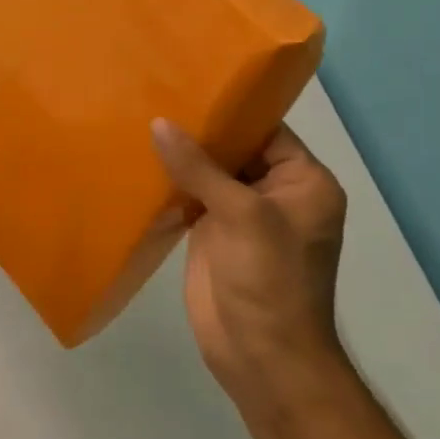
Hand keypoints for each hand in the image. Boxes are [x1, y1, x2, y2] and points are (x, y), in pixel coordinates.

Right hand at [151, 119, 349, 412]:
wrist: (261, 357)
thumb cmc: (269, 280)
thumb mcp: (241, 215)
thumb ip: (200, 167)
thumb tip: (160, 123)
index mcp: (302, 182)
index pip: (266, 130)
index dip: (230, 109)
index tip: (187, 81)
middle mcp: (274, 193)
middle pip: (234, 149)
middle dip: (198, 130)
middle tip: (152, 93)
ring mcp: (241, 216)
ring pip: (209, 173)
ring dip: (179, 156)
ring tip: (138, 118)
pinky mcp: (213, 235)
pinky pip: (191, 198)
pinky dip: (168, 183)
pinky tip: (137, 162)